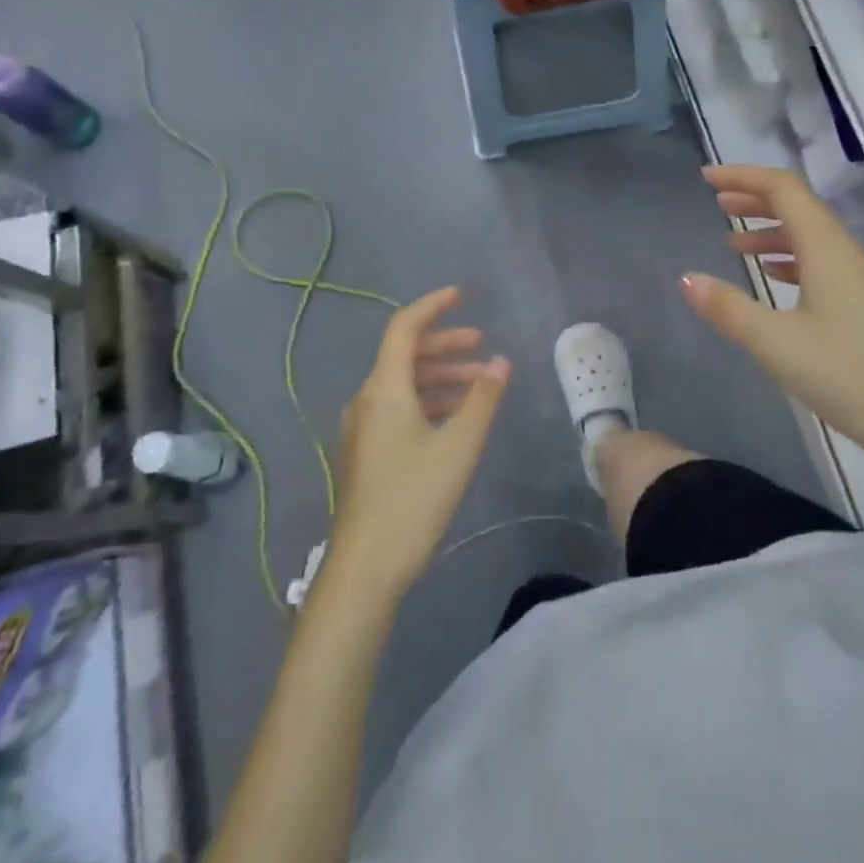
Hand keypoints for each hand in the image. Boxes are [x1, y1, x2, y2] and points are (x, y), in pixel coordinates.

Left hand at [326, 287, 509, 599]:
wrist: (365, 567)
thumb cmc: (413, 499)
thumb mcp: (459, 446)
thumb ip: (482, 399)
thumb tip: (500, 361)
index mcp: (384, 390)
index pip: (404, 328)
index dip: (433, 306)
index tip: (462, 295)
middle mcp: (367, 400)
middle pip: (404, 355)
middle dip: (444, 344)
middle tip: (481, 344)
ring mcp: (363, 428)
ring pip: (403, 384)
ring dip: (440, 376)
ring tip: (479, 384)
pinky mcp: (367, 452)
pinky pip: (398, 407)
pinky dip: (429, 400)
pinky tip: (455, 417)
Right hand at [680, 164, 863, 460]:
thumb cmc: (844, 376)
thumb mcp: (775, 343)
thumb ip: (727, 308)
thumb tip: (684, 277)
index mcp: (827, 249)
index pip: (784, 190)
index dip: (744, 177)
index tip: (706, 178)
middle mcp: (846, 252)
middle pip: (799, 206)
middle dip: (755, 198)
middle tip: (716, 201)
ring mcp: (858, 276)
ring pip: (810, 234)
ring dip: (770, 229)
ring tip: (732, 241)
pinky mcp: (863, 301)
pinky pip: (820, 260)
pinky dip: (788, 256)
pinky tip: (770, 274)